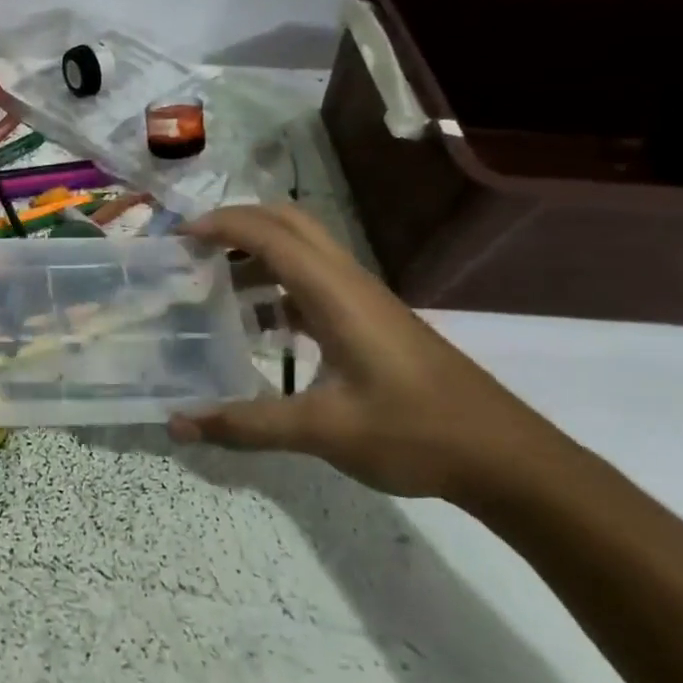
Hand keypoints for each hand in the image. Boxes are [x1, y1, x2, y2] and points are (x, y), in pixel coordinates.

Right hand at [169, 204, 578, 501]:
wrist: (506, 458)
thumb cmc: (415, 434)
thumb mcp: (322, 431)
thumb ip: (245, 423)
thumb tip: (175, 424)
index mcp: (336, 295)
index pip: (270, 235)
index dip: (221, 226)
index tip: (177, 238)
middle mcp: (350, 284)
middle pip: (290, 223)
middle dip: (238, 223)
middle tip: (194, 248)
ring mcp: (365, 301)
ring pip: (305, 250)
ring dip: (257, 252)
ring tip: (214, 282)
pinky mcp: (372, 321)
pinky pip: (315, 282)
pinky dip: (277, 285)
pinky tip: (260, 326)